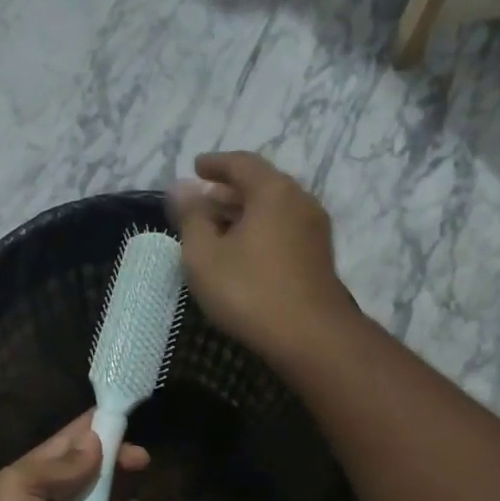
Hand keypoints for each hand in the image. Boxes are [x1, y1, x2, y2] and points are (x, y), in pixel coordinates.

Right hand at [172, 151, 351, 361]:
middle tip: (203, 203)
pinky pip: (284, 232)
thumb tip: (180, 188)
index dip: (214, 164)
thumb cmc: (249, 292)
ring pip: (274, 211)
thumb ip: (191, 218)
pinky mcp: (319, 259)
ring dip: (245, 215)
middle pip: (260, 186)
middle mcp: (300, 201)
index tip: (196, 168)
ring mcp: (315, 231)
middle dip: (229, 192)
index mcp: (273, 191)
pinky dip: (261, 233)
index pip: (241, 163)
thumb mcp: (204, 256)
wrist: (310, 336)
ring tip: (219, 231)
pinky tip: (245, 254)